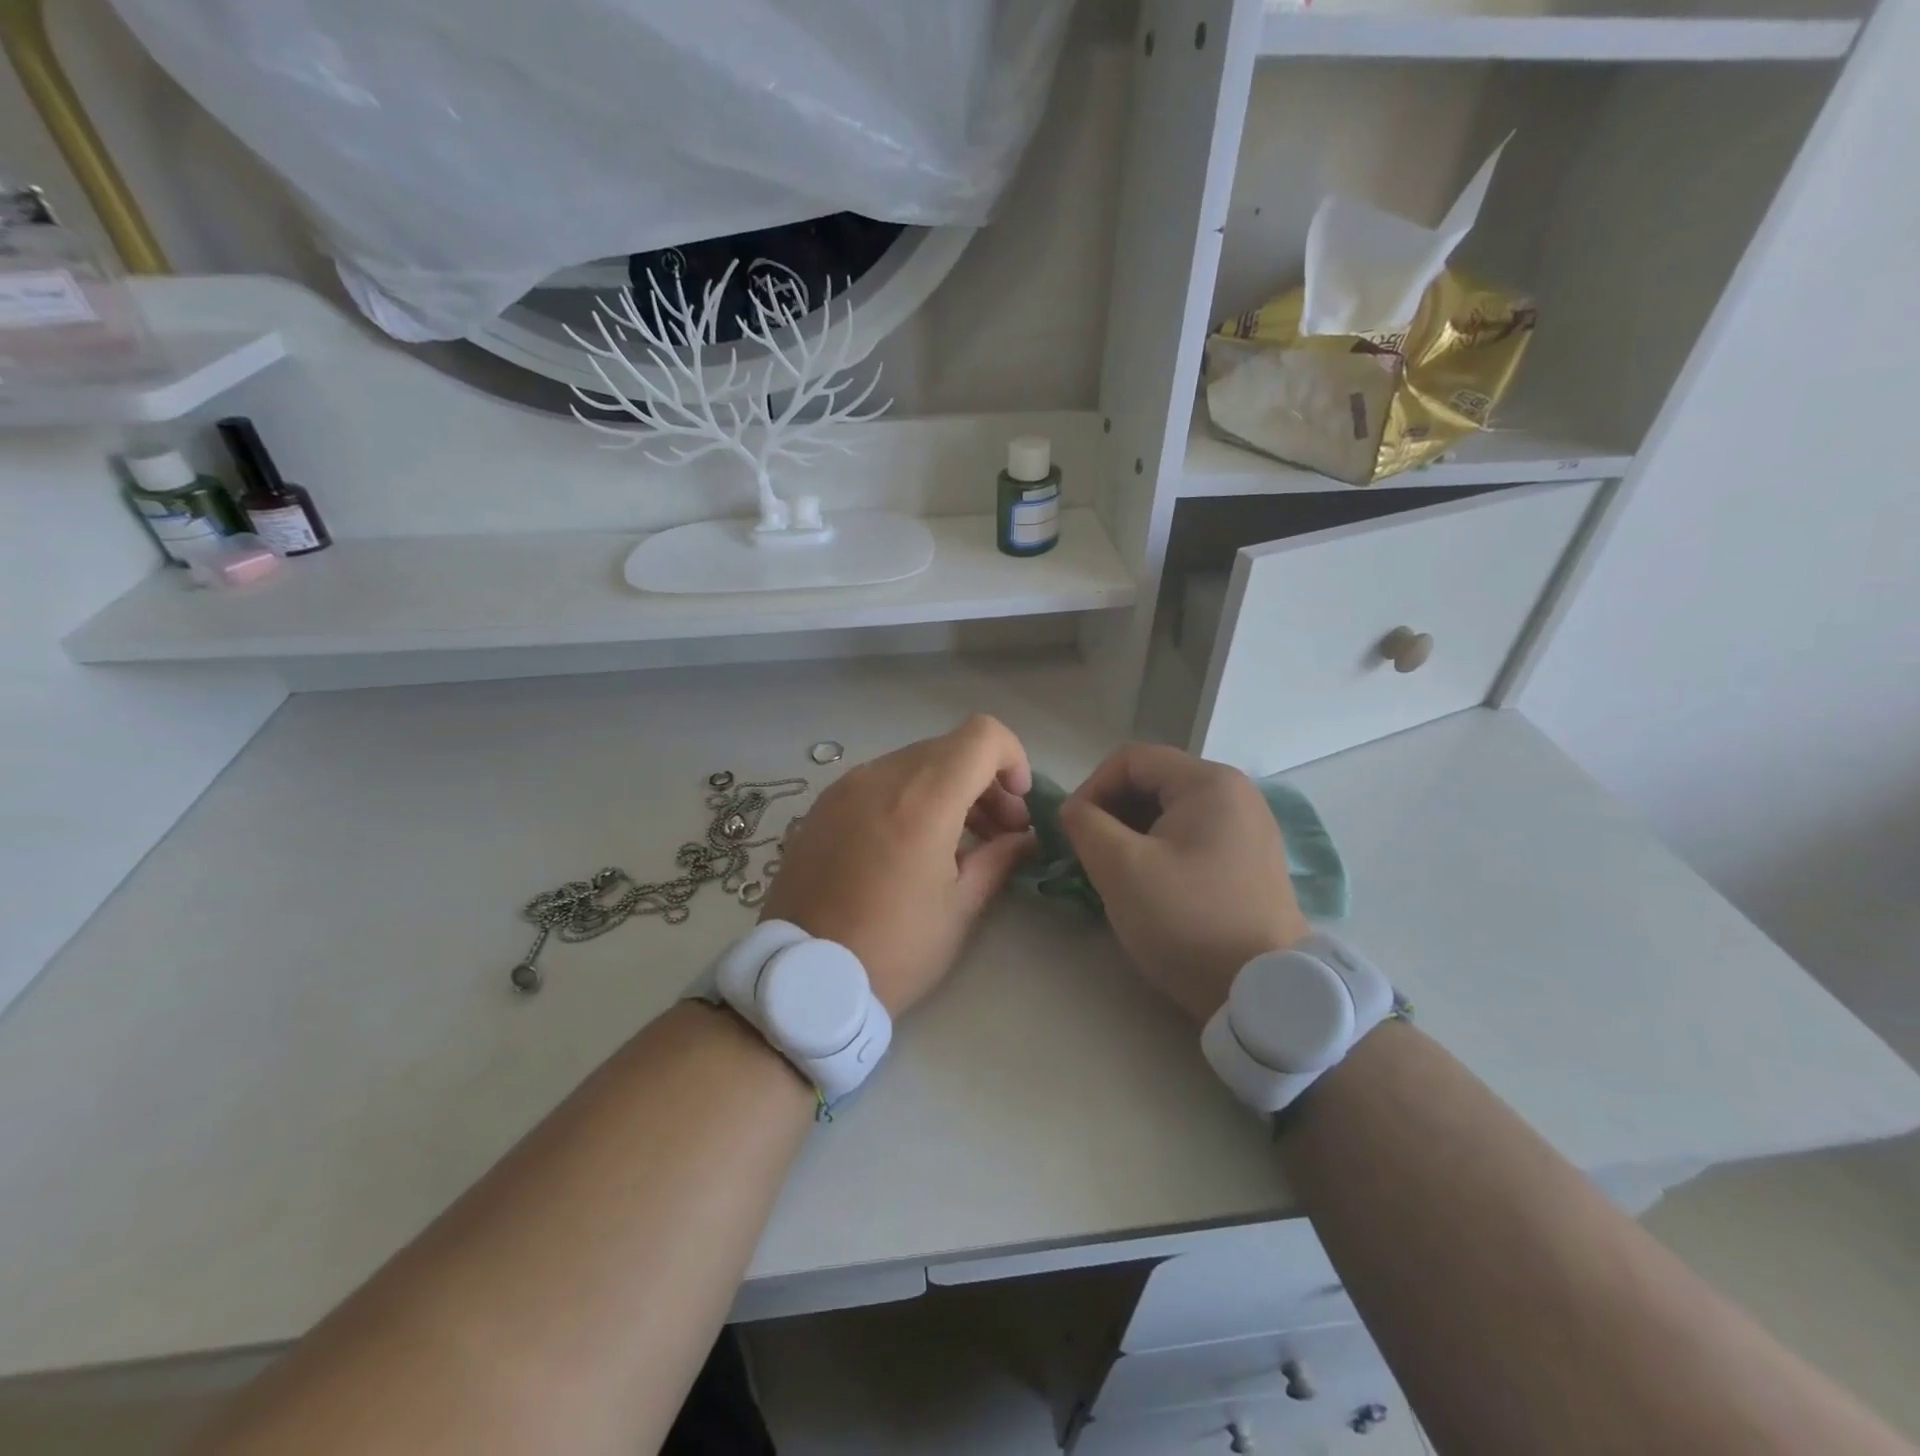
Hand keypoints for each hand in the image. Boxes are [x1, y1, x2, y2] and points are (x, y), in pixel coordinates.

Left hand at [761, 716, 1033, 1017]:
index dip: (1012, 759)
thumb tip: (1025, 838)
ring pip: (914, 762)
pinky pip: (880, 780)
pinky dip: (910, 796)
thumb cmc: (894, 950)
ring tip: (958, 841)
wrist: (802, 979)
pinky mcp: (822, 805)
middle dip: (984, 781)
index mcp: (923, 800)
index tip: (1017, 805)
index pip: (982, 735)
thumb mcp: (959, 909)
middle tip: (997, 832)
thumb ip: (999, 859)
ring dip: (947, 788)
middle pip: (950, 748)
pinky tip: (910, 844)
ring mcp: (845, 787)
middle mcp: (881, 777)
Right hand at [1061, 744, 1308, 1024]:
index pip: (1130, 759)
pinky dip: (1158, 850)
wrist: (1262, 992)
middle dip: (1110, 812)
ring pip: (1168, 811)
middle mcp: (1235, 794)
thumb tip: (1073, 811)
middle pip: (1152, 782)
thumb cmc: (1187, 920)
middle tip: (1088, 853)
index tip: (1071, 831)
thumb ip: (1085, 825)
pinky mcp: (1248, 860)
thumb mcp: (1121, 868)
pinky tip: (1145, 884)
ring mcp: (1247, 828)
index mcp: (1208, 782)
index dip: (1090, 788)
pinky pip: (1190, 836)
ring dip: (1130, 833)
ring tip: (1111, 872)